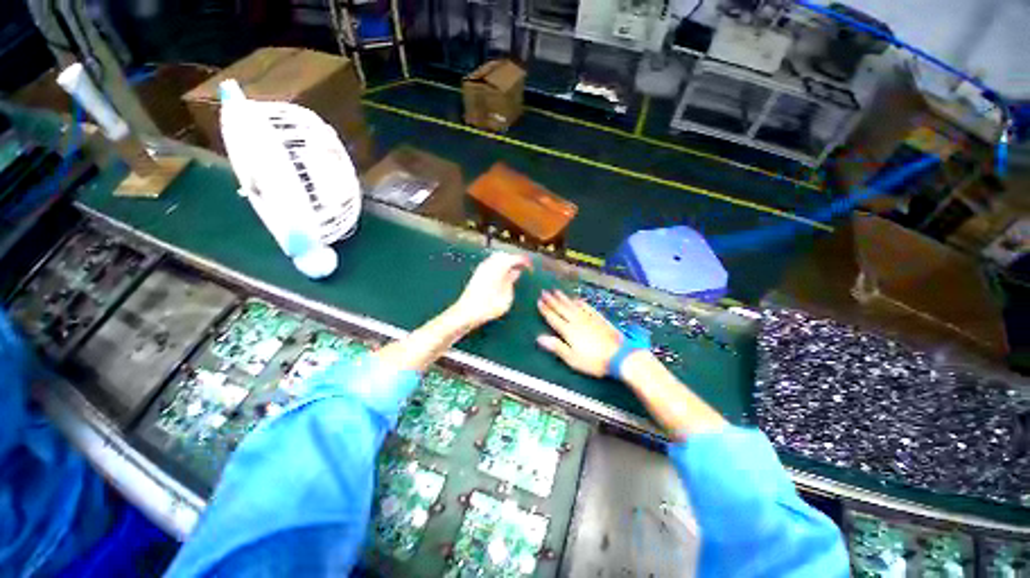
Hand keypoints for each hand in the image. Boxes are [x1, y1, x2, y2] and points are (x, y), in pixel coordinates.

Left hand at [451, 253, 531, 329]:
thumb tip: (516, 272)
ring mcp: (481, 268)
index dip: (524, 261)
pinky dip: (499, 266)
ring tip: (514, 272)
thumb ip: (511, 281)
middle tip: (523, 268)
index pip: (514, 258)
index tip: (531, 267)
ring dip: (506, 262)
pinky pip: (491, 263)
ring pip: (496, 258)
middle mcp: (489, 264)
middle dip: (515, 259)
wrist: (466, 313)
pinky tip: (502, 275)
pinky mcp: (477, 274)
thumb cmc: (488, 307)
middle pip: (505, 255)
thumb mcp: (507, 297)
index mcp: (498, 268)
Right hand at [536, 290, 622, 376]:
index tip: (539, 301)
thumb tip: (539, 338)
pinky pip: (587, 307)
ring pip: (573, 305)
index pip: (553, 318)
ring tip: (557, 291)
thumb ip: (556, 347)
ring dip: (564, 298)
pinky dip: (580, 302)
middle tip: (544, 291)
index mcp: (568, 331)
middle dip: (552, 300)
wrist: (619, 356)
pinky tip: (577, 299)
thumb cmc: (594, 361)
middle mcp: (577, 321)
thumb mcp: (572, 358)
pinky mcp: (599, 318)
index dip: (545, 310)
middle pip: (562, 308)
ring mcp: (589, 318)